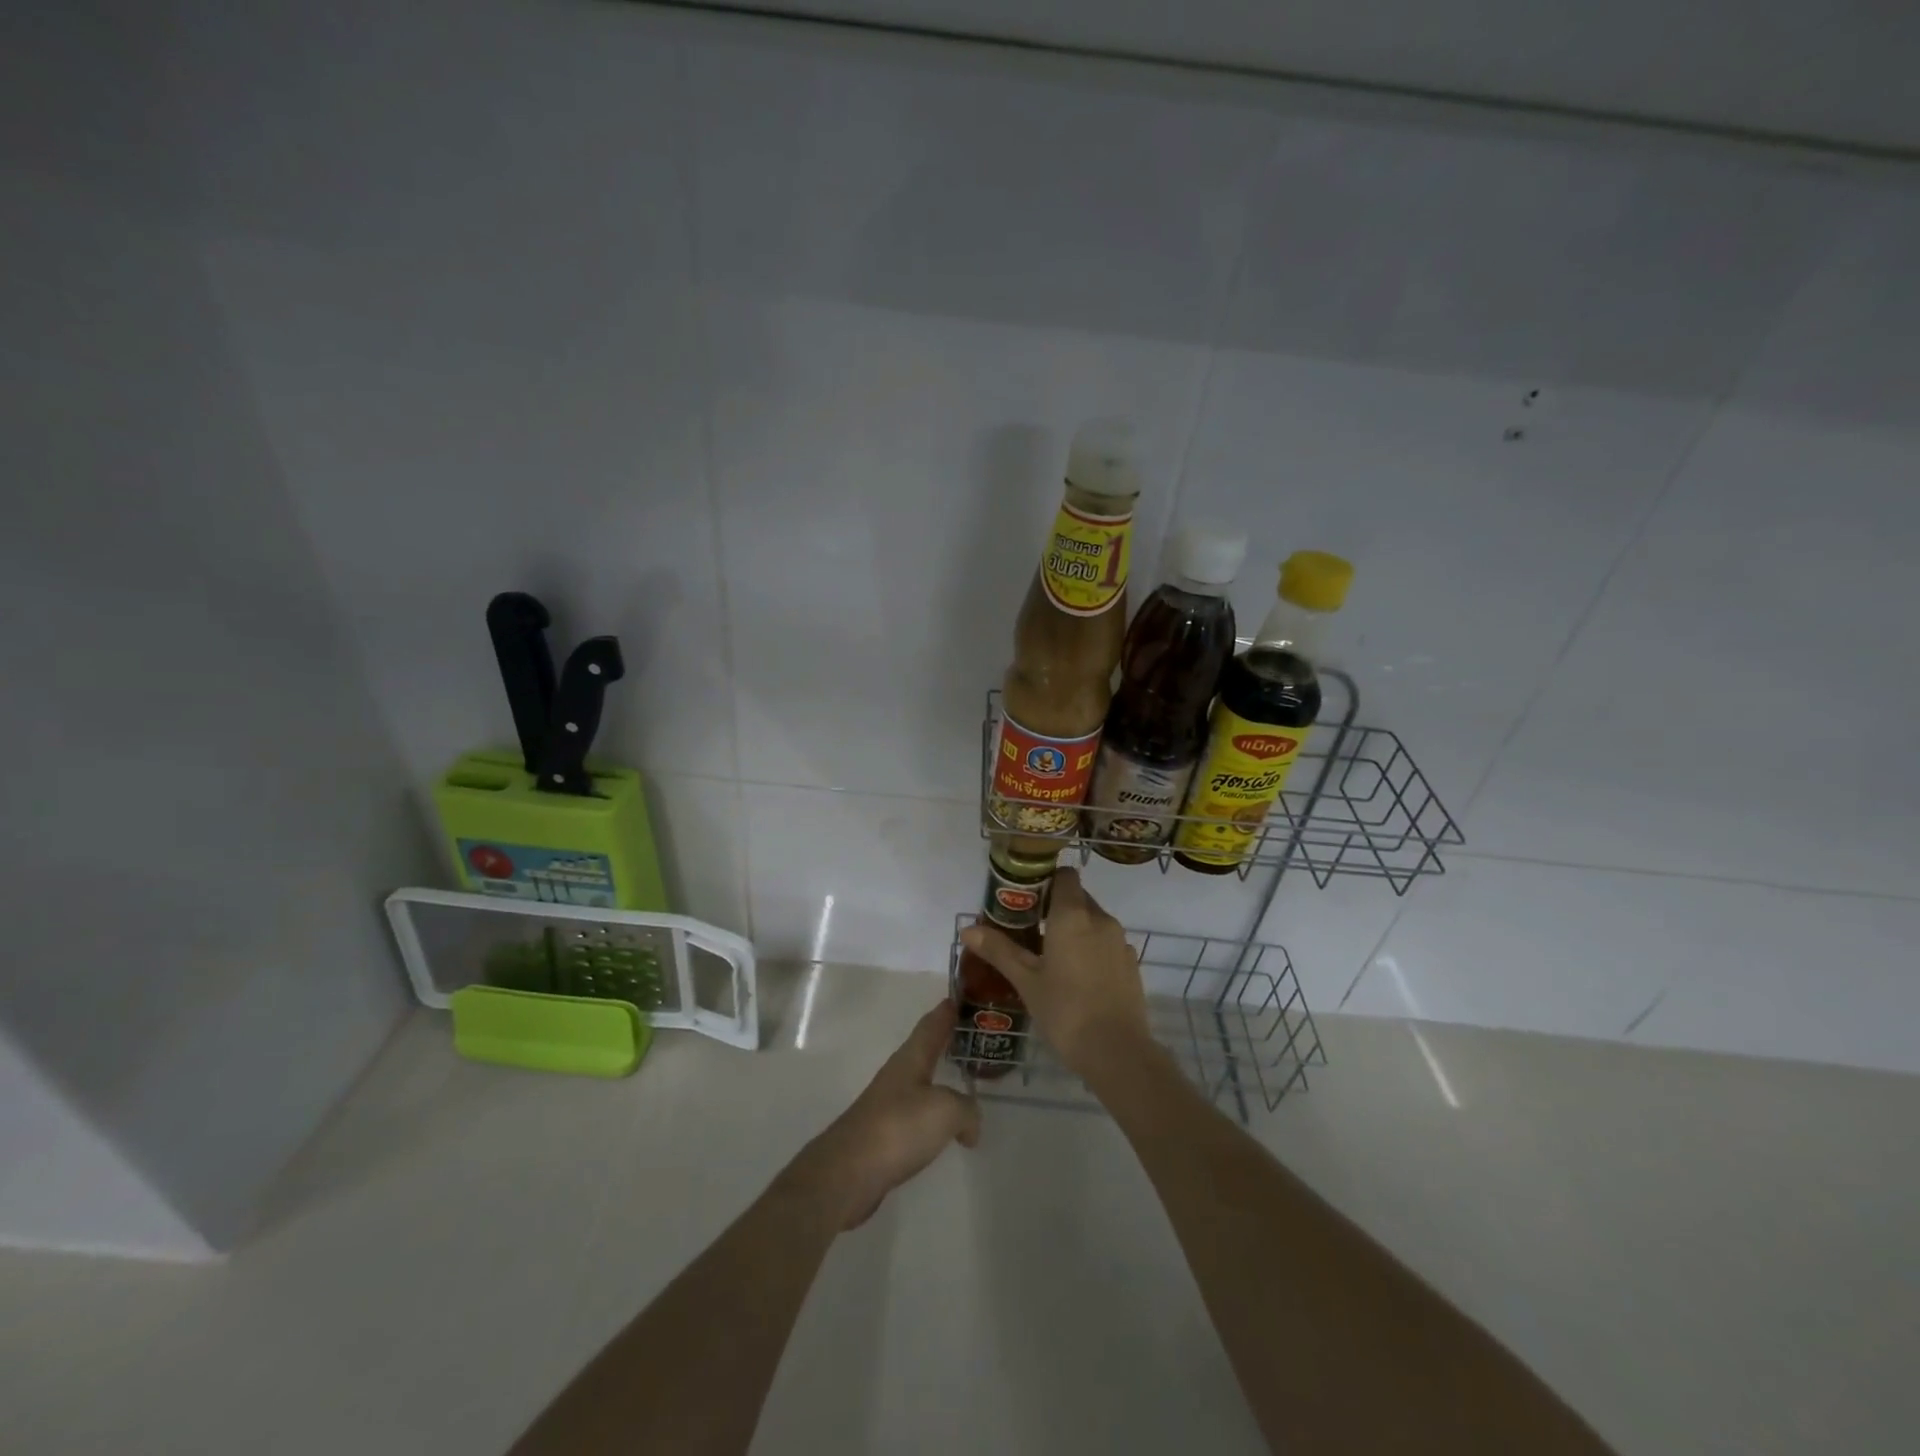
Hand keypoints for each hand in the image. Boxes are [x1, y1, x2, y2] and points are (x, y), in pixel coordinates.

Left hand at [788, 1001, 981, 1229]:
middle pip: (924, 1050)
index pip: (932, 1024)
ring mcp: (888, 1104)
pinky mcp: (884, 1134)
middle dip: (944, 1042)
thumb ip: (967, 1110)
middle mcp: (898, 1074)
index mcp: (911, 1058)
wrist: (850, 1172)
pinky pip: (916, 1114)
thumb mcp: (946, 1111)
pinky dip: (933, 1114)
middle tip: (969, 1036)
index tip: (959, 997)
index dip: (946, 1011)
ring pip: (920, 1082)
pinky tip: (944, 1127)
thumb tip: (970, 1126)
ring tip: (962, 1080)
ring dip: (939, 1078)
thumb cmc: (899, 1127)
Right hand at [959, 867, 1150, 1077]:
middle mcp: (1100, 919)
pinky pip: (1106, 943)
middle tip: (1028, 930)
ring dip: (1073, 929)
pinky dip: (1090, 949)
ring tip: (1049, 956)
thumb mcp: (1026, 981)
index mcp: (1073, 915)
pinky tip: (1075, 977)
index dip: (1045, 880)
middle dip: (1054, 907)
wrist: (1118, 1053)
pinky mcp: (1130, 963)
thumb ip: (999, 950)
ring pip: (1093, 922)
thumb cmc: (1065, 1011)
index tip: (1025, 898)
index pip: (1064, 876)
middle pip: (1077, 898)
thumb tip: (967, 930)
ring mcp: (1120, 941)